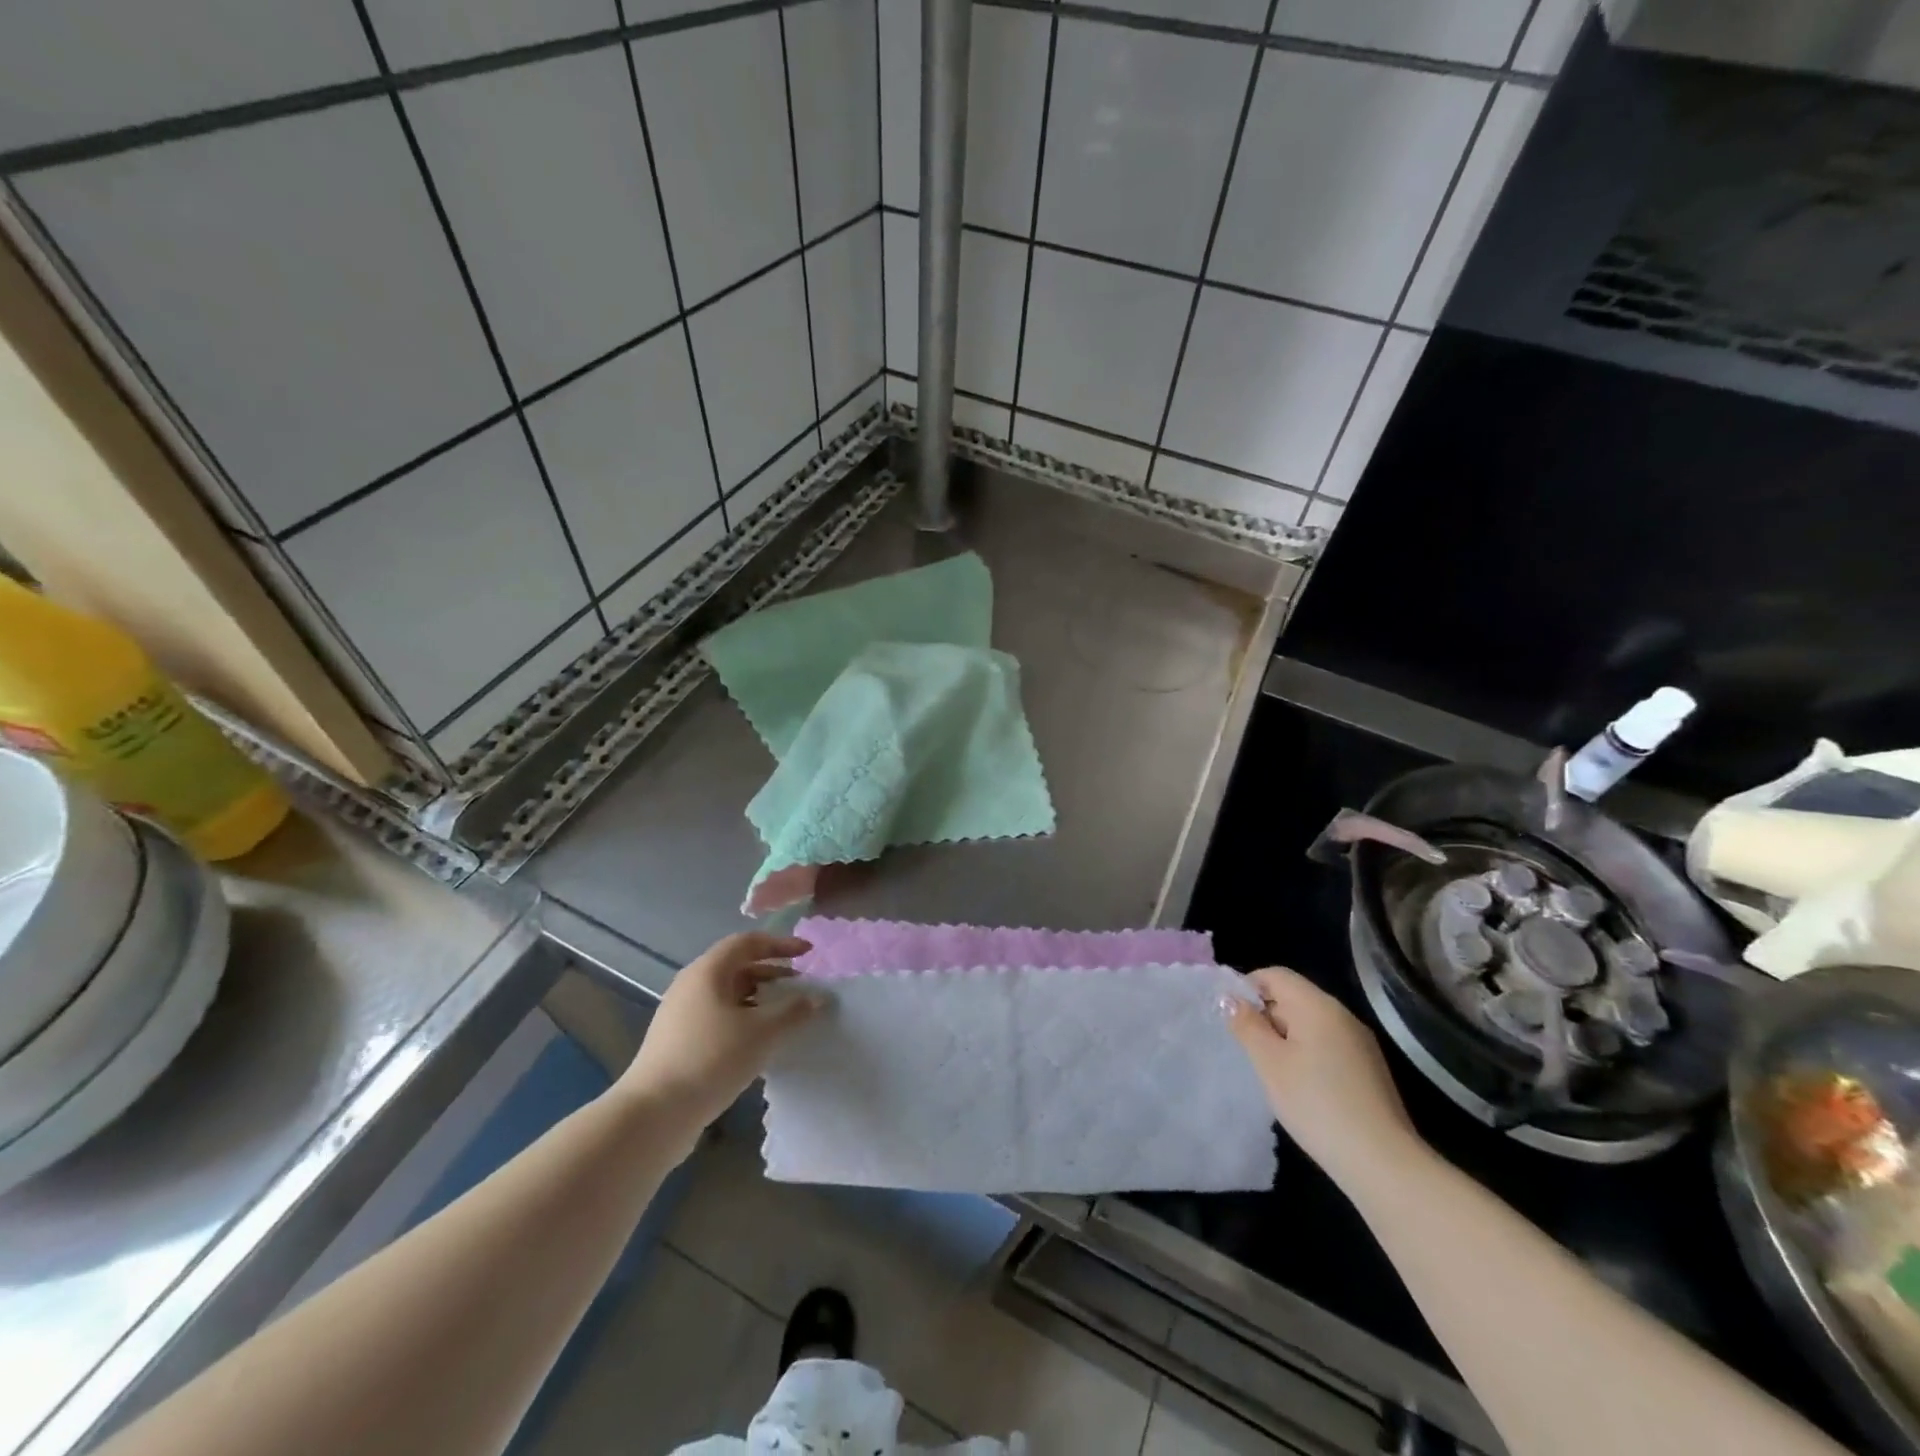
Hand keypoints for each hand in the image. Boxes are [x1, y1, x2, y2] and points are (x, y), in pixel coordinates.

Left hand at [617, 933, 823, 1147]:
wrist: (654, 1113)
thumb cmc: (711, 1058)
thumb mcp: (762, 1033)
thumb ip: (794, 1011)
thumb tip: (819, 998)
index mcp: (708, 971)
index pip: (748, 942)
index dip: (781, 944)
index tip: (809, 954)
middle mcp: (691, 985)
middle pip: (737, 966)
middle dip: (772, 972)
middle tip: (800, 984)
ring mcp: (681, 1014)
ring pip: (728, 994)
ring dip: (759, 998)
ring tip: (785, 1014)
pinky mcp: (678, 1041)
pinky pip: (718, 1016)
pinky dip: (744, 1018)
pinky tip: (759, 1041)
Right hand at [1226, 966, 1423, 1194]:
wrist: (1382, 1162)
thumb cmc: (1315, 1104)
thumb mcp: (1269, 1063)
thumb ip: (1247, 1025)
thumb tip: (1231, 998)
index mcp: (1317, 1005)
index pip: (1276, 975)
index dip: (1248, 987)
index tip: (1232, 1018)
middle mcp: (1342, 1015)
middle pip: (1294, 997)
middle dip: (1266, 1015)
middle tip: (1248, 1050)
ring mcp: (1360, 1042)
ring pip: (1311, 1024)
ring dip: (1286, 1038)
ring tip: (1272, 1072)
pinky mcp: (1369, 1069)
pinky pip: (1328, 1045)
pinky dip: (1307, 1055)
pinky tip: (1302, 1088)